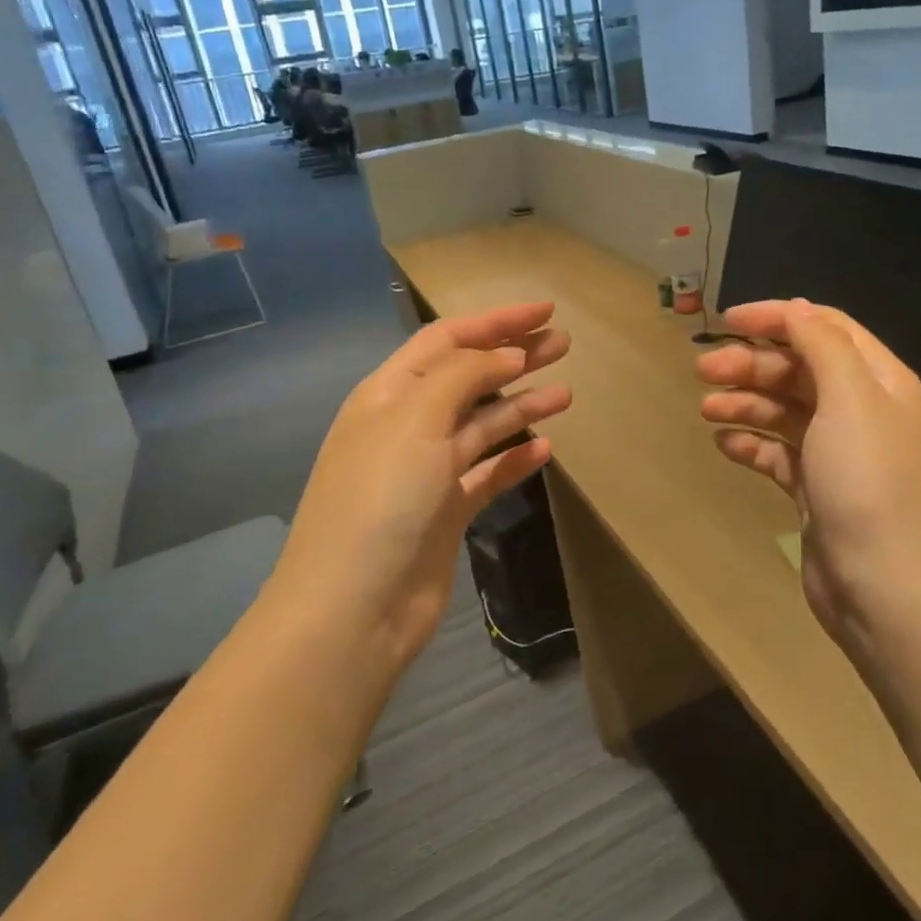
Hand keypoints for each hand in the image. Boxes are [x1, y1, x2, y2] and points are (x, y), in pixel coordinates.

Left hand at [274, 303, 571, 671]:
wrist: (353, 609)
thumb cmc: (381, 499)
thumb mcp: (416, 419)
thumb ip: (463, 375)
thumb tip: (507, 354)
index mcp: (388, 394)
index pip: (447, 340)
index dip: (495, 321)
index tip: (544, 312)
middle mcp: (407, 426)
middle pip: (470, 377)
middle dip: (515, 357)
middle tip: (565, 343)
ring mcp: (427, 471)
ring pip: (483, 425)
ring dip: (522, 406)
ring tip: (567, 393)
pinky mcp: (446, 511)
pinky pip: (487, 474)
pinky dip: (515, 460)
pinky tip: (546, 449)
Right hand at [697, 299, 920, 650]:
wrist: (883, 586)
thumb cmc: (867, 481)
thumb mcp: (850, 398)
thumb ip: (821, 345)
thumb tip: (796, 308)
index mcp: (878, 380)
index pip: (824, 328)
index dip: (777, 318)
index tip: (726, 321)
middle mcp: (860, 409)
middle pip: (798, 368)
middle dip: (751, 364)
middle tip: (703, 371)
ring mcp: (837, 452)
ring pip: (783, 410)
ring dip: (744, 403)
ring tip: (706, 410)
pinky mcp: (816, 488)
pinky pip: (777, 453)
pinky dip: (751, 444)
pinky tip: (724, 445)